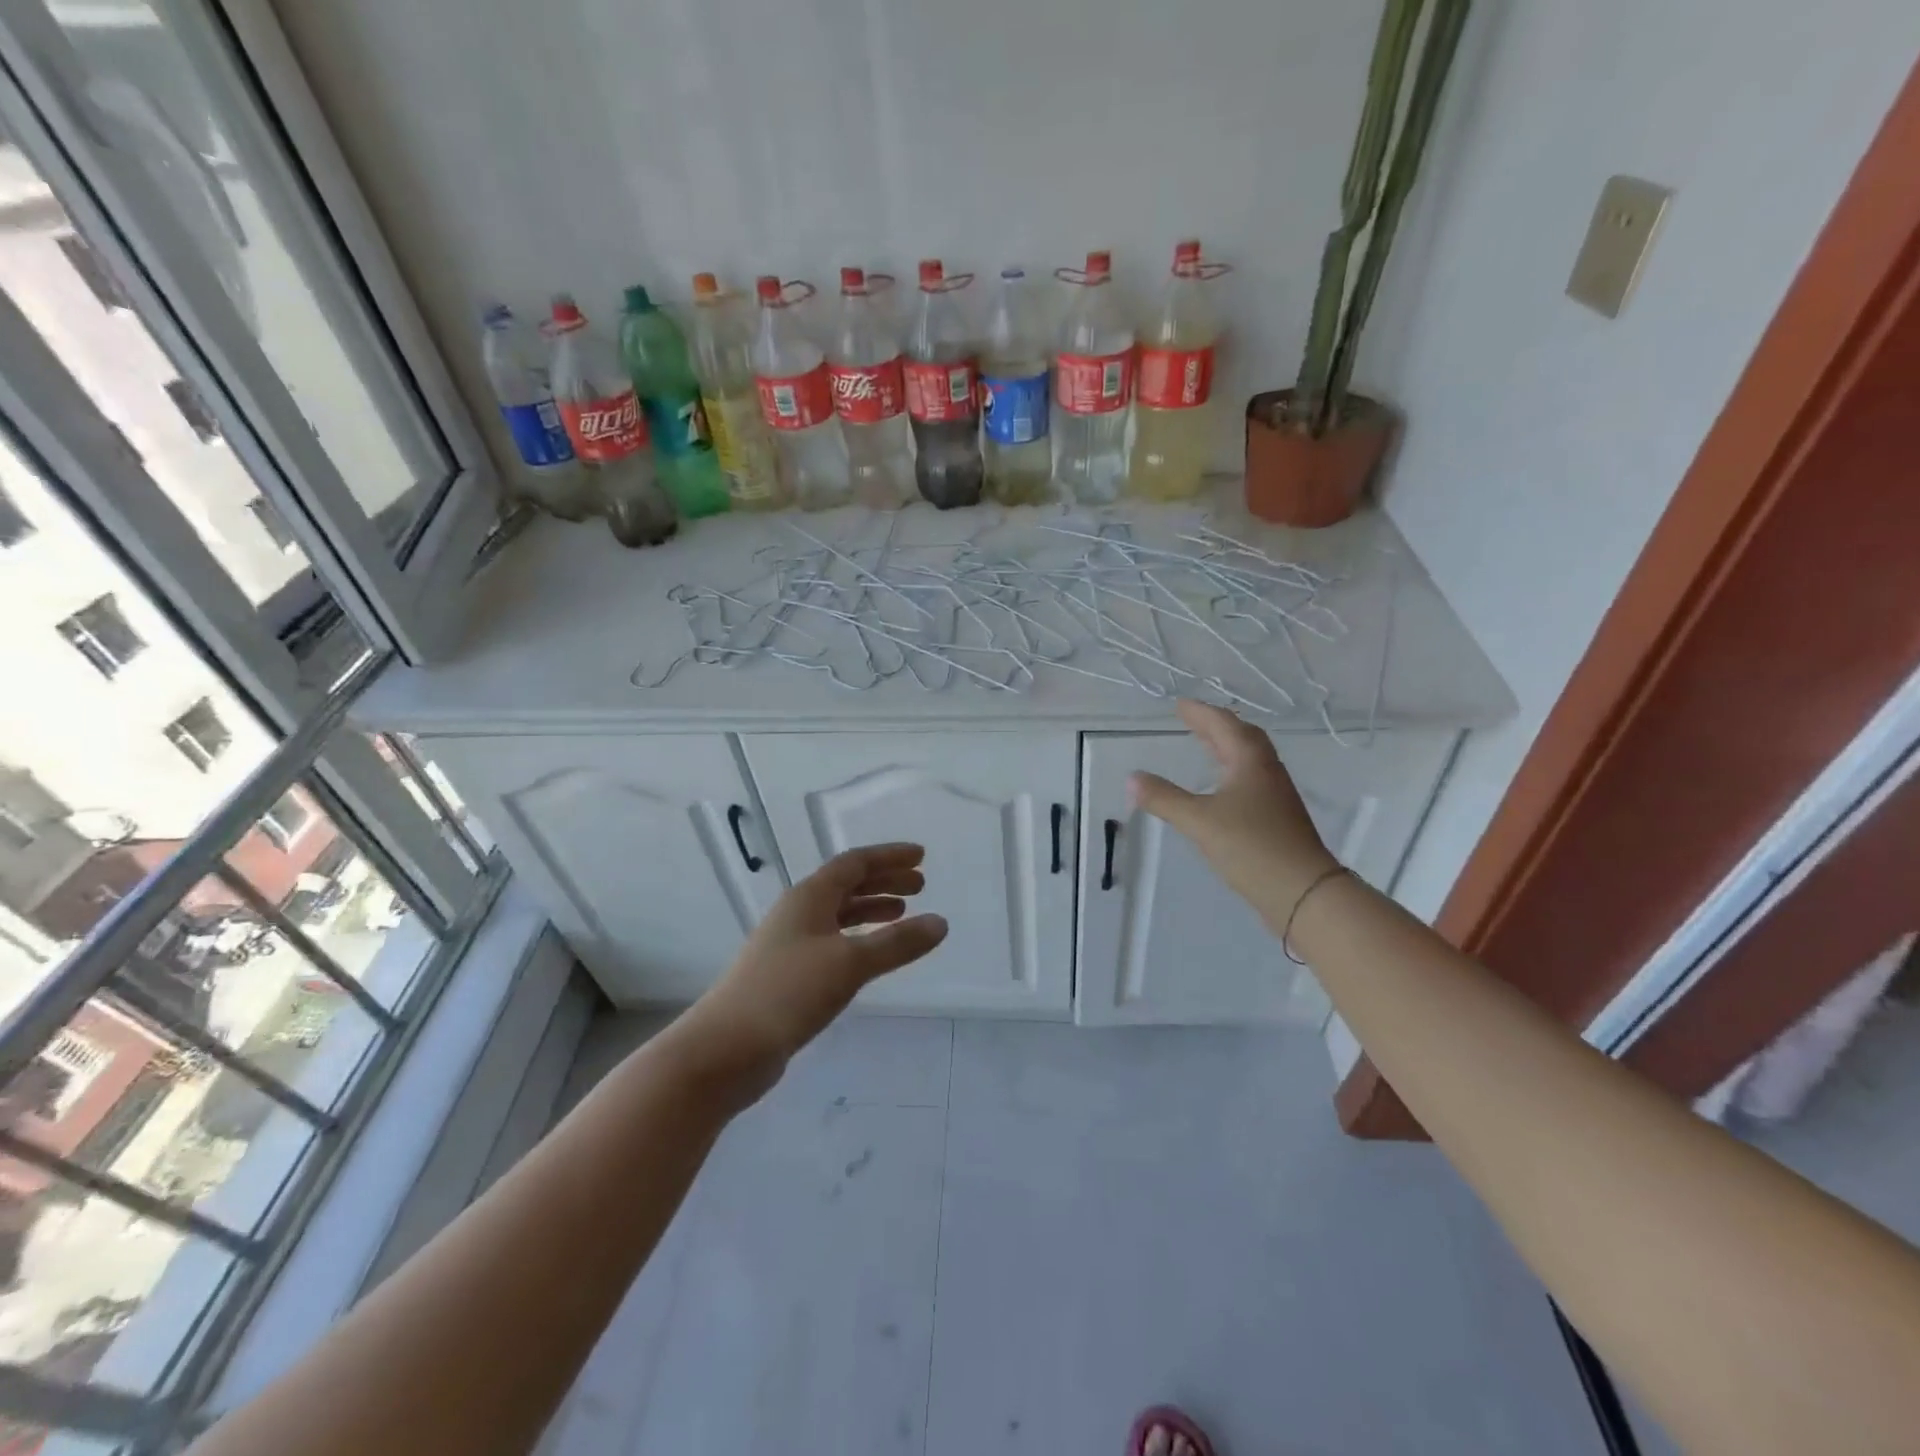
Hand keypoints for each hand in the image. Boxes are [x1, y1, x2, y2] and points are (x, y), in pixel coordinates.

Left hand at [678, 843, 947, 1092]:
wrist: (726, 1048)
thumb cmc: (789, 992)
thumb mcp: (850, 964)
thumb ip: (897, 943)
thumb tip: (941, 923)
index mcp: (809, 896)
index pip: (855, 863)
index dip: (889, 857)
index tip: (922, 856)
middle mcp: (799, 911)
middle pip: (846, 884)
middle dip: (884, 881)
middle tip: (920, 886)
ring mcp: (790, 943)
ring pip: (839, 913)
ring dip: (872, 908)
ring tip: (903, 914)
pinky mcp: (788, 973)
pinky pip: (832, 940)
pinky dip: (858, 937)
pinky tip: (870, 953)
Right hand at [1128, 701, 1339, 928]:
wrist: (1303, 891)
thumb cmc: (1251, 846)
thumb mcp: (1199, 821)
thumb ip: (1163, 798)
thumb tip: (1132, 778)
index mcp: (1250, 761)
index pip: (1223, 725)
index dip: (1200, 713)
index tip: (1180, 704)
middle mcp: (1266, 771)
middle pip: (1242, 737)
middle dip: (1216, 726)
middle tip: (1191, 720)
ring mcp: (1276, 795)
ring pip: (1249, 759)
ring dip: (1226, 747)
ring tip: (1205, 746)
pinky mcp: (1277, 818)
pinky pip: (1251, 780)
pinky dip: (1232, 771)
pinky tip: (1221, 789)